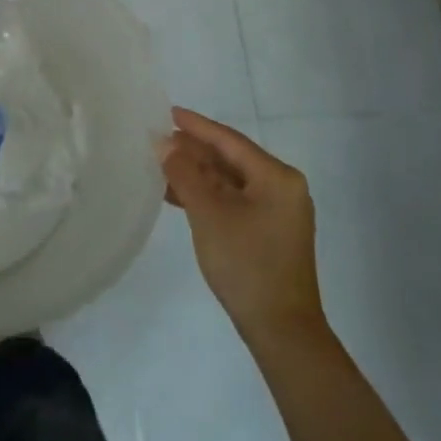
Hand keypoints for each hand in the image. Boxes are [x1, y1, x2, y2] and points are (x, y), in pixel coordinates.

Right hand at [160, 107, 324, 342]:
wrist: (281, 329)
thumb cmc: (246, 263)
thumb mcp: (209, 214)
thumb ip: (184, 174)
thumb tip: (163, 144)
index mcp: (277, 177)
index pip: (229, 141)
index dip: (197, 126)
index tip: (168, 112)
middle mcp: (282, 188)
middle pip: (230, 159)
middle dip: (194, 151)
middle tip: (158, 139)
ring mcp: (277, 212)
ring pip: (230, 181)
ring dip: (197, 174)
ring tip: (161, 165)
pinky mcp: (268, 232)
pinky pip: (233, 201)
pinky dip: (207, 195)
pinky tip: (178, 195)